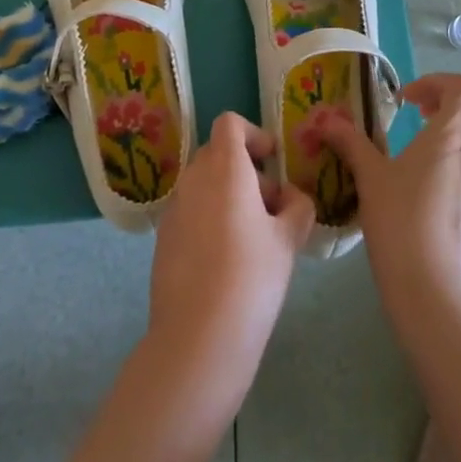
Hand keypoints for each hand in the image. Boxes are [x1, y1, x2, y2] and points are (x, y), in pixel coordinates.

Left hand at [147, 112, 314, 386]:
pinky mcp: (163, 238)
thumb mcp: (288, 240)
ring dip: (228, 194)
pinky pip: (190, 211)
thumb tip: (289, 198)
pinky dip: (209, 218)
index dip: (253, 134)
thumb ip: (297, 207)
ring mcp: (174, 208)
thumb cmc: (252, 278)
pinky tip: (227, 260)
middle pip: (217, 153)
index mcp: (225, 168)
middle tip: (270, 206)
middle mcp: (194, 179)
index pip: (229, 123)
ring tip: (253, 237)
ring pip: (203, 183)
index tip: (271, 161)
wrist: (198, 338)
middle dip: (245, 169)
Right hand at [316, 73, 460, 327]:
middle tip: (425, 116)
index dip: (436, 83)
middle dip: (459, 102)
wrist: (434, 290)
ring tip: (421, 162)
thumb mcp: (369, 176)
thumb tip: (326, 120)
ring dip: (458, 140)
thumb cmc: (399, 220)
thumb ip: (350, 142)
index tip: (407, 102)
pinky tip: (432, 202)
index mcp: (453, 133)